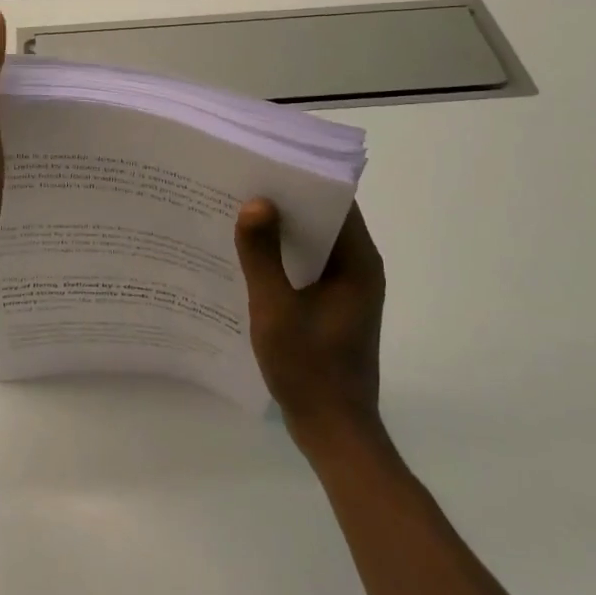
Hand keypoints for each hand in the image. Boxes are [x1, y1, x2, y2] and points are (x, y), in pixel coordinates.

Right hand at [235, 200, 386, 446]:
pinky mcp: (332, 305)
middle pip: (323, 219)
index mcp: (357, 263)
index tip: (265, 163)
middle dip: (285, 201)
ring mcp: (346, 288)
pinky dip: (283, 255)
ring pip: (313, 243)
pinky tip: (248, 254)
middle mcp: (358, 268)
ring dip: (281, 229)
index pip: (336, 202)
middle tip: (241, 182)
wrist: (333, 431)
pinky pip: (307, 265)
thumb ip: (262, 256)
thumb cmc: (309, 369)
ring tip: (237, 211)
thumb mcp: (276, 309)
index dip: (303, 179)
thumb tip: (255, 203)